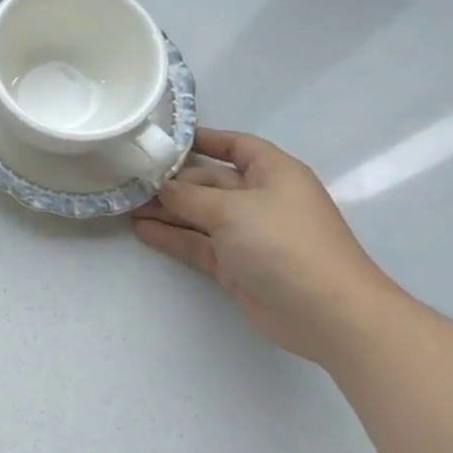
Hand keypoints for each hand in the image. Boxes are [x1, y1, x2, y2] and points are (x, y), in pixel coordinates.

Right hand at [133, 129, 400, 364]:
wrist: (327, 314)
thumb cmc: (284, 243)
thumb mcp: (231, 209)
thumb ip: (189, 196)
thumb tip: (161, 187)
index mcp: (272, 172)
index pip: (236, 145)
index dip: (204, 139)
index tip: (164, 139)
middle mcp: (261, 199)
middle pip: (210, 181)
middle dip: (172, 181)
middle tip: (129, 179)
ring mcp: (249, 234)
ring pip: (199, 214)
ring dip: (166, 210)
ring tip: (126, 205)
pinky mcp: (237, 265)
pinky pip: (198, 243)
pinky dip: (172, 237)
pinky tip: (141, 230)